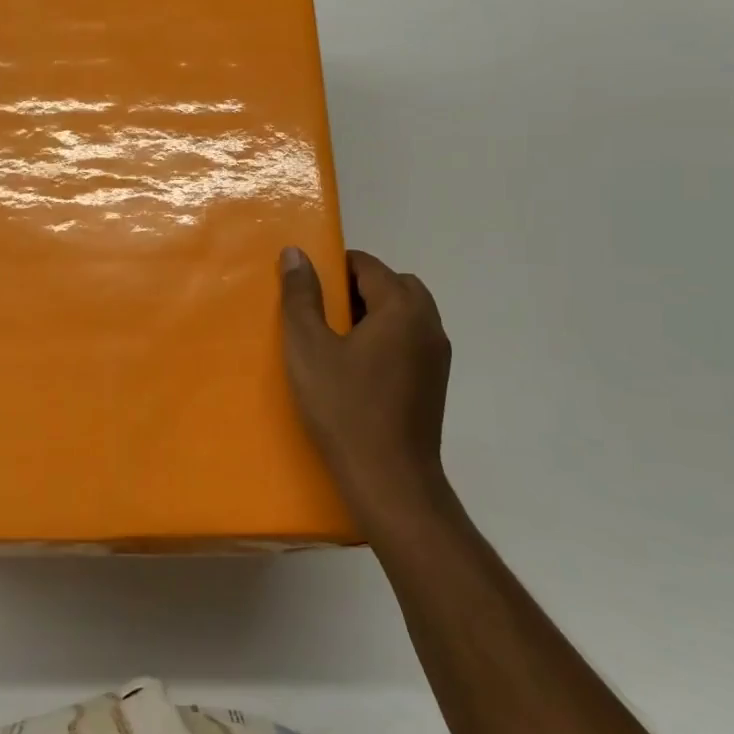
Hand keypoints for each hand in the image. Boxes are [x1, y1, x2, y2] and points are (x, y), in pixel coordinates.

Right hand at [279, 247, 454, 535]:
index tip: (307, 287)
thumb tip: (296, 253)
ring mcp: (437, 357)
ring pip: (406, 314)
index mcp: (402, 309)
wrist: (389, 480)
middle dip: (358, 288)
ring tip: (337, 341)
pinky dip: (387, 339)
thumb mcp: (308, 348)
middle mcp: (429, 325)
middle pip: (394, 285)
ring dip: (375, 314)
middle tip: (322, 312)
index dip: (335, 267)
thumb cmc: (344, 408)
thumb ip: (301, 296)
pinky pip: (411, 341)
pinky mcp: (435, 384)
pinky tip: (358, 369)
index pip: (369, 265)